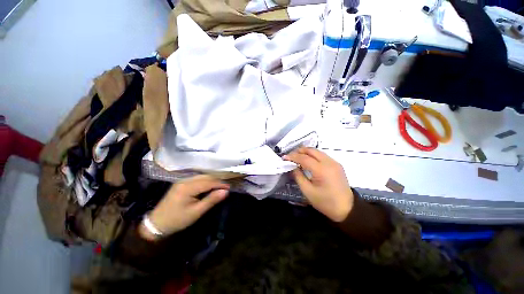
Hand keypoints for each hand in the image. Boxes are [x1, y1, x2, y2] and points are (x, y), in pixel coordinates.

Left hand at [139, 175, 229, 240]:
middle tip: (226, 186)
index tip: (229, 187)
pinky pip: (197, 179)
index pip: (208, 182)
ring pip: (201, 176)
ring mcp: (182, 181)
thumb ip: (211, 200)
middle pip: (205, 177)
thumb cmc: (177, 220)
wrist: (157, 224)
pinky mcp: (181, 183)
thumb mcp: (196, 212)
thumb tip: (225, 191)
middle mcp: (185, 180)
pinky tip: (209, 185)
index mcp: (187, 187)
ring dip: (212, 180)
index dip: (220, 184)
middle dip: (217, 180)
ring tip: (220, 186)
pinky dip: (205, 181)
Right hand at [284, 148, 353, 221]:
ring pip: (317, 151)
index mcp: (321, 170)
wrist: (347, 209)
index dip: (293, 156)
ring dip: (306, 152)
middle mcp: (329, 162)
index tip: (284, 157)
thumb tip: (293, 167)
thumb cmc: (325, 202)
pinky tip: (308, 161)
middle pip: (312, 150)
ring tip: (297, 157)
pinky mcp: (337, 165)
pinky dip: (313, 155)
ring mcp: (334, 162)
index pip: (304, 158)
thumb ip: (298, 176)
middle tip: (291, 156)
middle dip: (299, 151)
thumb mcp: (308, 191)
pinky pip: (322, 156)